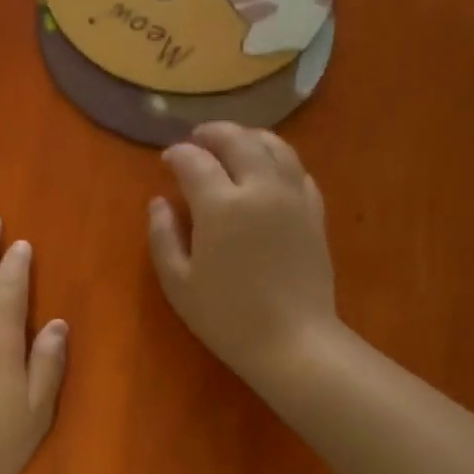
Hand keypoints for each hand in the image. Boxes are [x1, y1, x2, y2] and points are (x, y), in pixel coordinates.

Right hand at [148, 123, 338, 387]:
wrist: (291, 340)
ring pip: (275, 146)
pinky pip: (298, 171)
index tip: (167, 159)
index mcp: (221, 205)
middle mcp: (260, 188)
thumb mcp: (178, 284)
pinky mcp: (315, 212)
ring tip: (234, 143)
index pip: (195, 161)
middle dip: (214, 133)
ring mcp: (293, 197)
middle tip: (198, 139)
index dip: (177, 155)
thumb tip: (159, 202)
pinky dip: (279, 160)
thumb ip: (163, 237)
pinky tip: (270, 170)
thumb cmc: (226, 317)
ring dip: (250, 137)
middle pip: (238, 140)